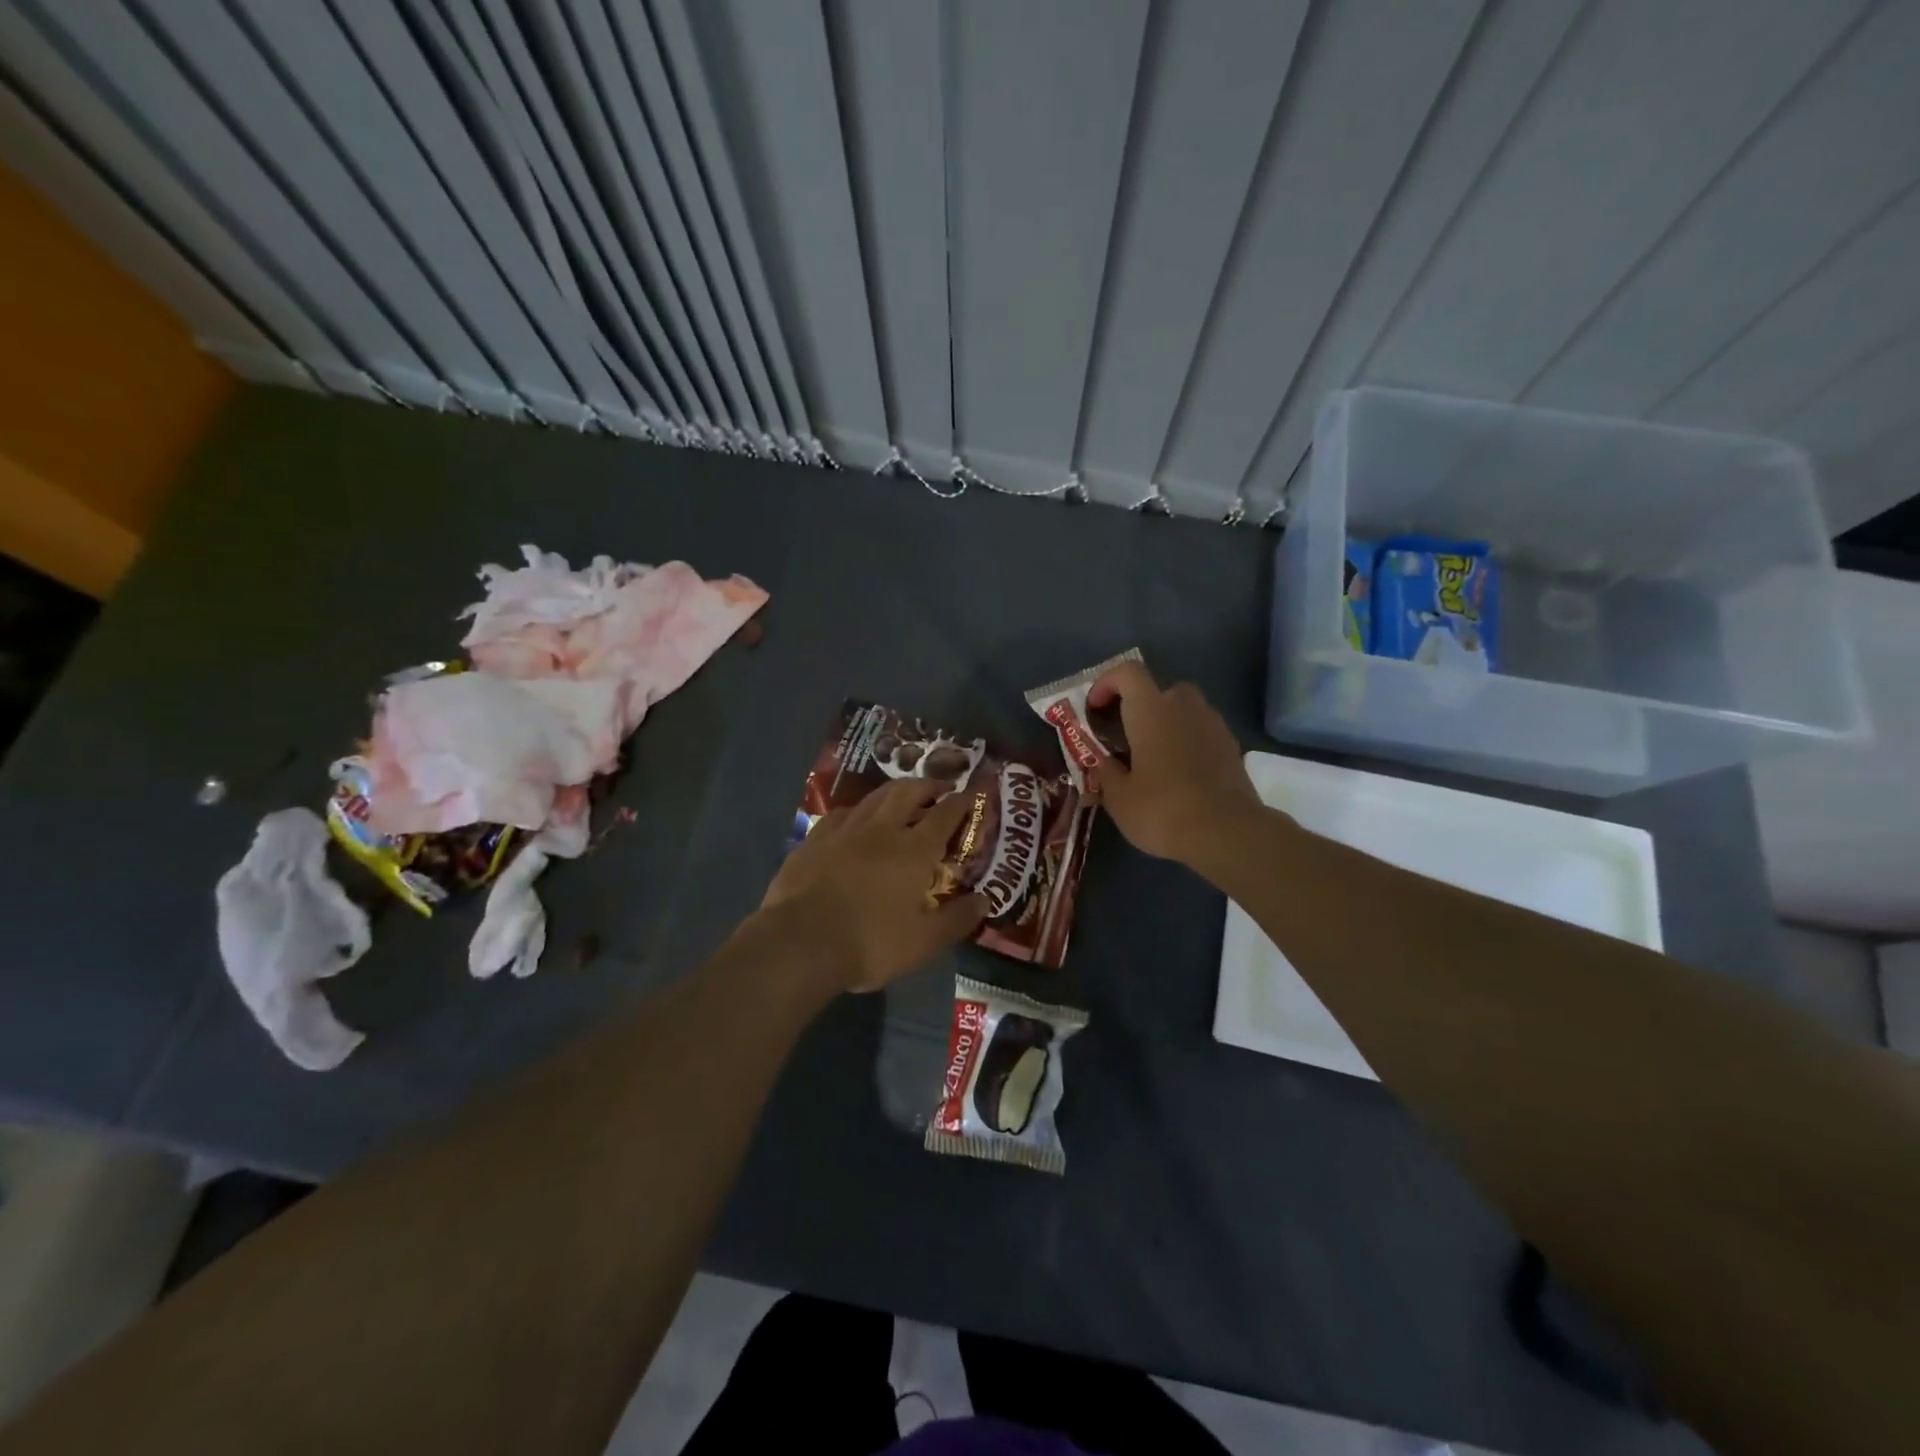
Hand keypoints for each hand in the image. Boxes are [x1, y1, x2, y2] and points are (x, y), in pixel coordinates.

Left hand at [760, 778, 987, 992]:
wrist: (800, 942)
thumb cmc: (870, 942)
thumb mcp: (923, 942)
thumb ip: (957, 919)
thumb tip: (985, 900)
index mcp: (914, 850)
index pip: (945, 815)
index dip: (962, 802)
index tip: (973, 792)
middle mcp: (881, 830)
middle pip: (907, 792)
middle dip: (927, 785)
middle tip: (939, 787)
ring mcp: (844, 831)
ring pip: (873, 797)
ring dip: (894, 791)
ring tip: (903, 795)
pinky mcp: (813, 840)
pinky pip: (842, 813)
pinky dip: (858, 810)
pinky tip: (855, 819)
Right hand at [1085, 659, 1264, 866]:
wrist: (1227, 832)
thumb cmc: (1162, 808)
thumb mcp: (1118, 797)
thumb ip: (1105, 772)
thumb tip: (1100, 764)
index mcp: (1151, 710)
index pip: (1127, 672)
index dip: (1107, 683)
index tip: (1095, 709)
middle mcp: (1184, 707)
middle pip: (1159, 690)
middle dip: (1141, 707)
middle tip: (1127, 737)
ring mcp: (1213, 725)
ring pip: (1185, 711)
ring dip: (1166, 725)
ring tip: (1153, 760)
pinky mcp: (1232, 748)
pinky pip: (1203, 733)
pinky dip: (1188, 744)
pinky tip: (1180, 776)